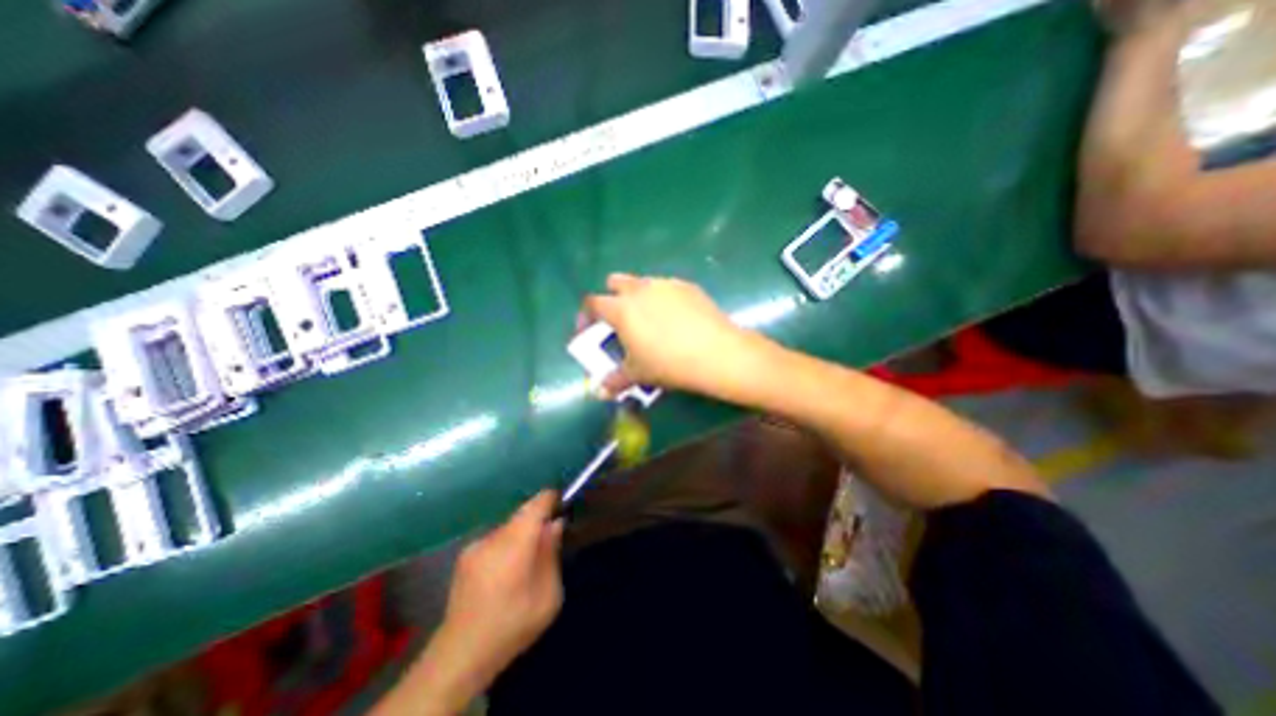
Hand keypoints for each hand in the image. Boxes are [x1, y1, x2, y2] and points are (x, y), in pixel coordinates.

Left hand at [437, 493, 558, 682]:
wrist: (459, 655)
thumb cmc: (512, 624)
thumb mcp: (548, 595)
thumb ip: (552, 553)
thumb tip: (555, 525)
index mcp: (516, 541)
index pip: (537, 504)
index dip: (551, 499)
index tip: (563, 503)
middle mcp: (494, 536)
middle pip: (522, 514)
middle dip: (538, 520)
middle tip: (550, 538)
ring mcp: (476, 545)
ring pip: (508, 527)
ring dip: (521, 534)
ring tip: (527, 560)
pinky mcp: (464, 557)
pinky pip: (494, 540)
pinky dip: (506, 545)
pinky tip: (505, 572)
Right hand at [581, 274, 748, 396]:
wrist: (715, 353)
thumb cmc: (668, 364)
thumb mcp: (638, 374)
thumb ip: (615, 380)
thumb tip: (600, 392)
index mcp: (621, 309)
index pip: (593, 303)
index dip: (586, 315)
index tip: (588, 329)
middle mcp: (640, 289)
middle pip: (615, 281)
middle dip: (611, 297)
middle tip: (619, 320)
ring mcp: (665, 284)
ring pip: (642, 282)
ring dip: (638, 296)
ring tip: (649, 320)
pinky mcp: (687, 286)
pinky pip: (667, 287)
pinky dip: (663, 299)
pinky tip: (676, 319)